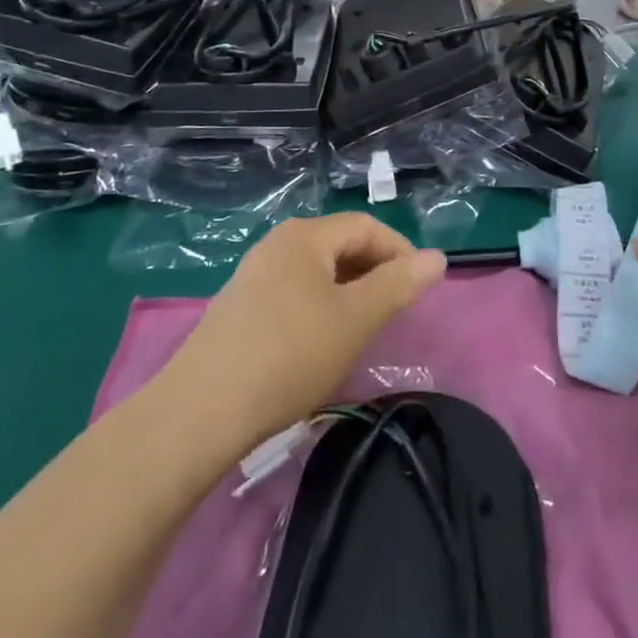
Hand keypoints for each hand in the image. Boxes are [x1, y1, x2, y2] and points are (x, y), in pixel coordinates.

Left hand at [170, 215, 446, 444]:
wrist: (200, 411)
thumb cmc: (289, 354)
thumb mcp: (355, 319)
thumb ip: (398, 285)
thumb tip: (437, 257)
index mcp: (306, 236)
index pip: (366, 226)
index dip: (400, 251)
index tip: (420, 289)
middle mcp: (277, 244)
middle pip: (340, 245)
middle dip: (374, 272)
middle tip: (394, 311)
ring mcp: (253, 275)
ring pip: (316, 272)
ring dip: (348, 292)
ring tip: (363, 328)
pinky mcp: (239, 308)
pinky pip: (293, 293)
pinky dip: (319, 307)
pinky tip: (319, 343)